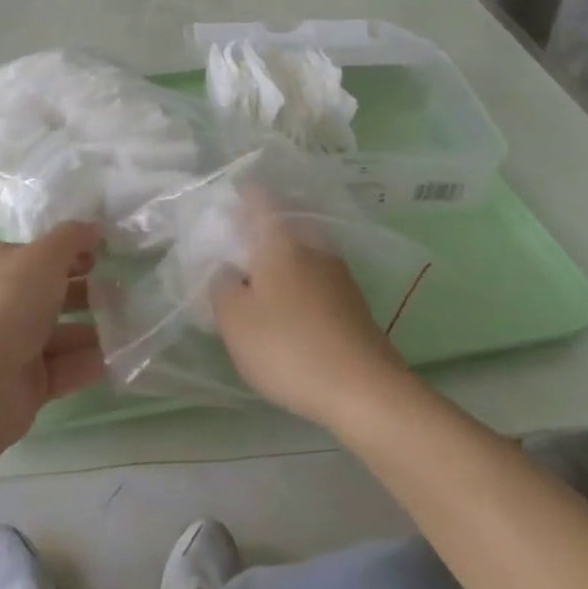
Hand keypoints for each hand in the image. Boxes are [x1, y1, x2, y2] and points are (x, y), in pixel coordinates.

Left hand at [0, 221, 106, 450]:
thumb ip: (71, 238)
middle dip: (86, 291)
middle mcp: (1, 301)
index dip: (69, 251)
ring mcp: (13, 344)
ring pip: (60, 332)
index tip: (104, 253)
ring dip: (93, 329)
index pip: (37, 252)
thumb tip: (93, 227)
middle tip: (122, 291)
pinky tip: (118, 358)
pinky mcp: (27, 382)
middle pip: (50, 292)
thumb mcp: (43, 256)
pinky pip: (64, 367)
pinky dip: (88, 362)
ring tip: (129, 326)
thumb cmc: (8, 303)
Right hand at [213, 193, 410, 429]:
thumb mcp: (233, 319)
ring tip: (257, 284)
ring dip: (279, 260)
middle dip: (258, 231)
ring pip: (300, 251)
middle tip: (234, 251)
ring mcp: (338, 273)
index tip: (222, 211)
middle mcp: (312, 244)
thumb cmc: (289, 346)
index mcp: (280, 237)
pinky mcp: (353, 303)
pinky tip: (287, 311)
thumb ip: (220, 284)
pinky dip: (298, 284)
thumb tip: (227, 269)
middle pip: (282, 222)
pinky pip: (315, 278)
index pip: (258, 196)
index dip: (238, 196)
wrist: (367, 392)